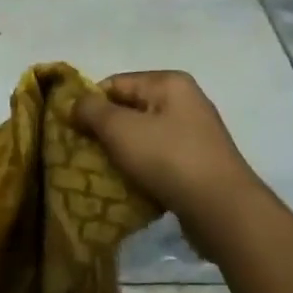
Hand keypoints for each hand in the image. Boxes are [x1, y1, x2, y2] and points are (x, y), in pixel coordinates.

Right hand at [73, 71, 258, 222]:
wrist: (221, 209)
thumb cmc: (168, 158)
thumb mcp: (120, 129)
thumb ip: (92, 110)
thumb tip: (75, 103)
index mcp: (168, 83)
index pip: (115, 83)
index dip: (90, 104)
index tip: (71, 130)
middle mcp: (184, 101)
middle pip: (129, 110)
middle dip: (104, 131)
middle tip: (83, 154)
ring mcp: (194, 134)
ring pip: (143, 137)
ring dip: (121, 153)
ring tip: (103, 173)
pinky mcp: (197, 164)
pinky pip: (158, 159)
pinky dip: (141, 169)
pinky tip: (129, 187)